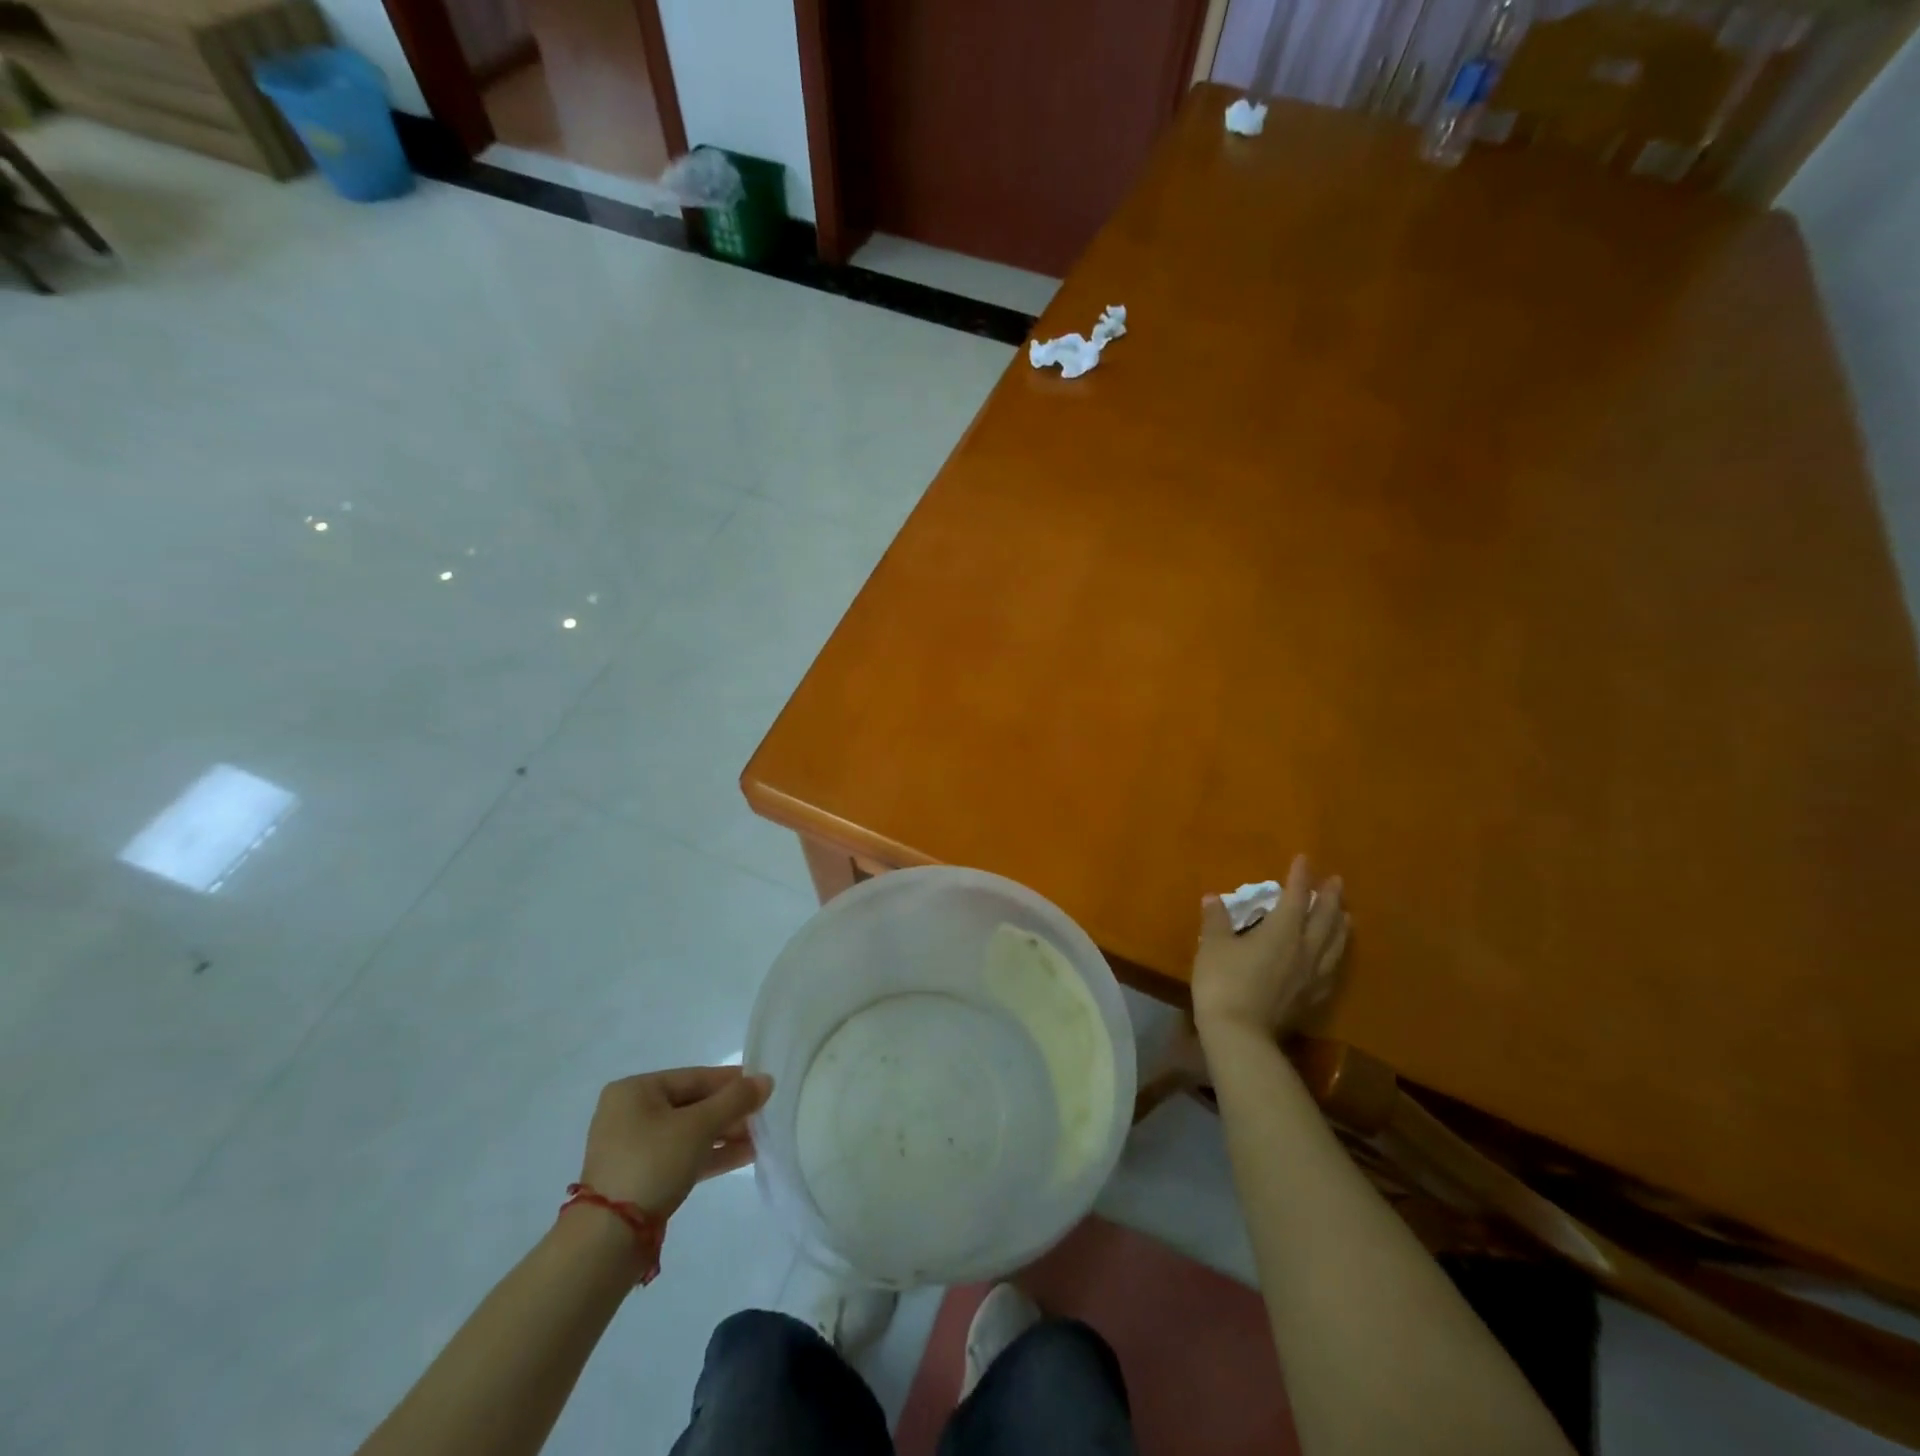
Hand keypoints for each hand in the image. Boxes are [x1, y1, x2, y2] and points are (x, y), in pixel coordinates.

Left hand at [579, 1067, 772, 1217]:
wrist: (608, 1240)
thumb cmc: (652, 1163)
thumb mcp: (698, 1126)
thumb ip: (735, 1100)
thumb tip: (767, 1080)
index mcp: (635, 1090)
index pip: (694, 1077)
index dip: (731, 1081)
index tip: (763, 1086)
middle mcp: (630, 1114)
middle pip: (692, 1105)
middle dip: (730, 1112)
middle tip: (764, 1116)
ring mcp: (634, 1148)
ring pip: (690, 1133)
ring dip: (725, 1134)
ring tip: (761, 1138)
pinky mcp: (641, 1179)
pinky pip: (683, 1156)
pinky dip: (711, 1154)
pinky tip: (745, 1155)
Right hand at [1193, 854, 1348, 1038]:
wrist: (1240, 1034)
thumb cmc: (1223, 982)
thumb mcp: (1213, 945)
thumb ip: (1216, 920)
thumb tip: (1214, 898)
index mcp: (1282, 931)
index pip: (1295, 897)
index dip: (1300, 876)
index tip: (1304, 859)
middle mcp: (1305, 949)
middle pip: (1325, 919)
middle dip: (1330, 898)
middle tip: (1336, 882)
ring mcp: (1312, 976)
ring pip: (1334, 945)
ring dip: (1341, 926)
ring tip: (1346, 915)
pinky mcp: (1312, 998)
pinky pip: (1332, 970)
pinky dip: (1337, 956)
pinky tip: (1335, 957)